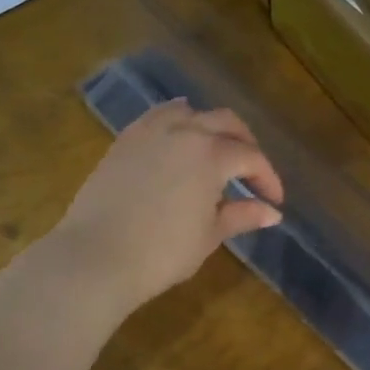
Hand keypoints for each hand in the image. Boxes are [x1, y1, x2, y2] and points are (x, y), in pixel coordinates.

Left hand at [51, 101, 283, 321]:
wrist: (95, 257)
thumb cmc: (162, 252)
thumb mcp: (209, 235)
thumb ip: (242, 216)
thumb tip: (272, 213)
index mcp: (212, 154)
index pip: (251, 158)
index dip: (268, 178)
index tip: (274, 201)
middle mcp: (184, 131)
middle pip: (226, 122)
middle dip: (245, 144)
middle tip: (252, 172)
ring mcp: (150, 132)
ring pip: (190, 112)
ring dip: (210, 126)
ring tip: (216, 149)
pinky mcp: (124, 141)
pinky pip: (157, 118)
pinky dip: (176, 122)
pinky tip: (178, 140)